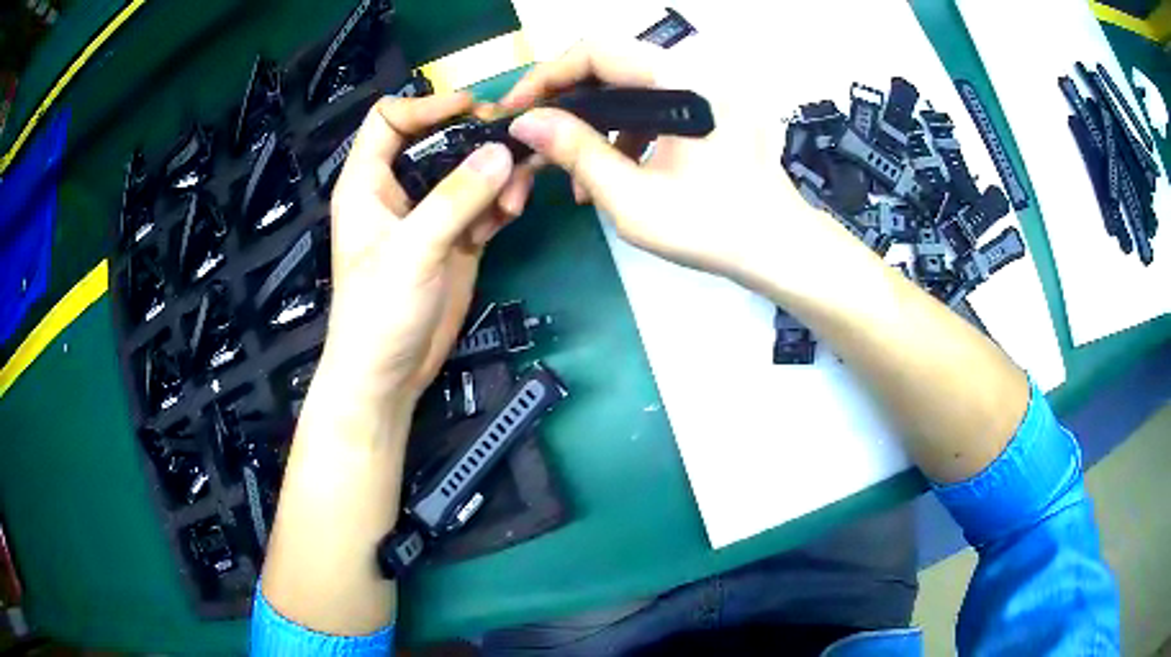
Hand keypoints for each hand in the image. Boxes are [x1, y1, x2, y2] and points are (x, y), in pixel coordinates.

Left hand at [320, 92, 516, 404]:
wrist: (389, 375)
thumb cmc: (379, 312)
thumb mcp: (412, 251)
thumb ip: (455, 199)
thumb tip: (502, 152)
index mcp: (368, 182)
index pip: (390, 119)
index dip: (426, 105)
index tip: (471, 109)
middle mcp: (399, 190)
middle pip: (439, 139)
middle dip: (476, 138)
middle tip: (513, 144)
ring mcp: (431, 214)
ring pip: (469, 171)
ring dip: (497, 175)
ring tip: (514, 199)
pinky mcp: (456, 239)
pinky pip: (485, 203)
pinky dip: (502, 202)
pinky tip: (511, 214)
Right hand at [501, 40, 841, 287]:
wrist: (779, 249)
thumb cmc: (712, 227)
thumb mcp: (632, 197)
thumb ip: (577, 151)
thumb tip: (526, 122)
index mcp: (678, 80)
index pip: (595, 51)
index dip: (546, 76)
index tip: (515, 112)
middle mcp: (691, 73)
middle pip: (608, 69)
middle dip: (564, 105)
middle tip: (534, 143)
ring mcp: (701, 93)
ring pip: (626, 91)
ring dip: (590, 125)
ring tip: (569, 176)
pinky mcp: (705, 113)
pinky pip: (649, 109)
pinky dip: (620, 136)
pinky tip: (607, 176)